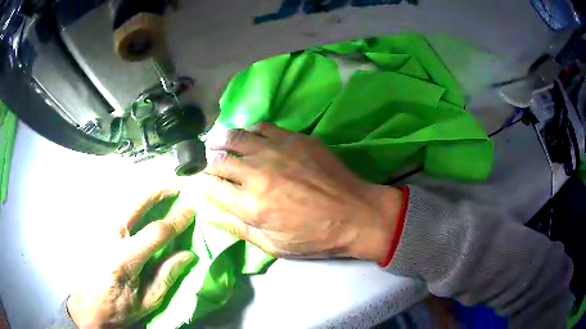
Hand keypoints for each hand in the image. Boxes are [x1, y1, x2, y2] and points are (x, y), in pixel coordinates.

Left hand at [67, 189, 195, 327]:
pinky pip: (113, 208)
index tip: (190, 211)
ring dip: (142, 193)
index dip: (175, 220)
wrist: (90, 307)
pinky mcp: (94, 231)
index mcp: (125, 260)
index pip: (155, 232)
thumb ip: (167, 276)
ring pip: (121, 201)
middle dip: (156, 192)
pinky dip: (129, 202)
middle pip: (134, 204)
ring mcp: (99, 231)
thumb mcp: (148, 301)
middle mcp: (110, 238)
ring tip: (159, 191)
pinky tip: (138, 203)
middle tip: (174, 187)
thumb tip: (189, 255)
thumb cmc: (120, 308)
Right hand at [200, 122, 401, 261]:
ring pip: (235, 136)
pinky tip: (251, 138)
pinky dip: (250, 131)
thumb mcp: (272, 245)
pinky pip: (261, 126)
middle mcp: (257, 173)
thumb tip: (207, 213)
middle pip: (218, 158)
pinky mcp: (294, 138)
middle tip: (208, 164)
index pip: (208, 186)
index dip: (199, 183)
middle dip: (208, 162)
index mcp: (250, 205)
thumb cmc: (314, 237)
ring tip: (220, 144)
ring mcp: (276, 150)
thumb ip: (236, 227)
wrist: (355, 214)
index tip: (199, 183)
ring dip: (222, 141)